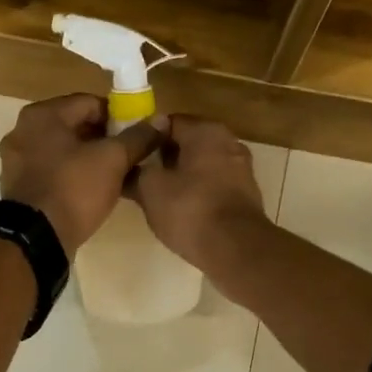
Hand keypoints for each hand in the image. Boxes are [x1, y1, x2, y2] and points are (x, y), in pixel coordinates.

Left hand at [0, 94, 163, 251]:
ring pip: (63, 149)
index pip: (90, 103)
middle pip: (74, 125)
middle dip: (103, 138)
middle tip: (128, 156)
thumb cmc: (74, 189)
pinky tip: (90, 190)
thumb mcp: (113, 160)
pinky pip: (51, 170)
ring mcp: (16, 159)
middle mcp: (23, 130)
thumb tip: (160, 121)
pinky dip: (70, 174)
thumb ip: (137, 137)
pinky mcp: (18, 185)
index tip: (137, 136)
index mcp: (42, 114)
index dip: (118, 117)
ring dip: (88, 157)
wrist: (35, 239)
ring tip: (113, 175)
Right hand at [129, 115, 269, 271]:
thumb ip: (135, 173)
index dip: (144, 137)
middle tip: (140, 176)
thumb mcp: (150, 190)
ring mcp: (241, 169)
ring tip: (158, 195)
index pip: (166, 122)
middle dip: (163, 157)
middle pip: (187, 143)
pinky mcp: (246, 195)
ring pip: (202, 165)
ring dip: (181, 176)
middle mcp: (228, 142)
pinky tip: (182, 210)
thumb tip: (125, 169)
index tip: (129, 155)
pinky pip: (214, 185)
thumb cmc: (190, 210)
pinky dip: (198, 192)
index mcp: (205, 131)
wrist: (236, 249)